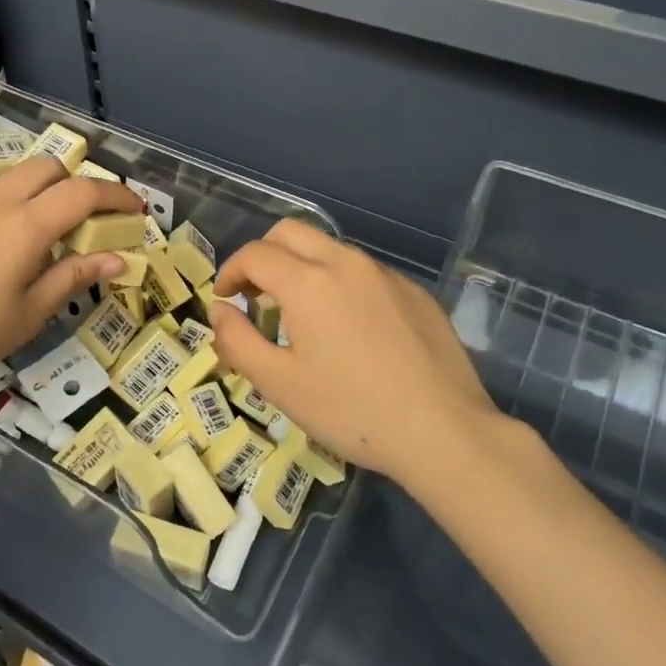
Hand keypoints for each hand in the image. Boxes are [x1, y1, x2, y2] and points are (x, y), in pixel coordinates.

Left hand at [0, 157, 143, 394]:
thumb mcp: (26, 316)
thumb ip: (72, 278)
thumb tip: (117, 259)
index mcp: (25, 226)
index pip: (84, 192)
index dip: (117, 195)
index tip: (136, 210)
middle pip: (47, 167)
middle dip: (76, 183)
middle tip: (87, 221)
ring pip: (13, 178)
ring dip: (41, 193)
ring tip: (43, 237)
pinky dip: (8, 207)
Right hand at [209, 220, 502, 485]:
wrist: (444, 432)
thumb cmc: (352, 411)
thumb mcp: (279, 385)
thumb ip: (237, 341)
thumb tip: (221, 311)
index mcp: (308, 281)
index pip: (255, 254)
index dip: (230, 272)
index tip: (225, 299)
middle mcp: (346, 263)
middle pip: (290, 233)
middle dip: (263, 256)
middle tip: (256, 296)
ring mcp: (386, 274)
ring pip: (330, 249)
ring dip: (302, 267)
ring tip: (300, 315)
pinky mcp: (414, 292)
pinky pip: (364, 272)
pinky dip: (340, 284)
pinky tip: (350, 330)